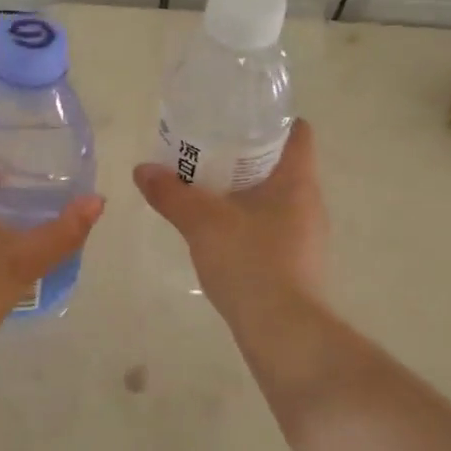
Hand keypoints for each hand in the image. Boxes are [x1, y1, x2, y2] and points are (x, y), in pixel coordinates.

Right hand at [132, 119, 326, 329]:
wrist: (283, 332)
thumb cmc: (250, 263)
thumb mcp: (202, 223)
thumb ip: (171, 194)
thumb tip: (142, 169)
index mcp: (297, 181)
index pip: (297, 132)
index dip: (270, 119)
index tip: (236, 117)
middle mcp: (309, 203)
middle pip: (282, 163)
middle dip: (246, 154)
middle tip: (208, 149)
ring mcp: (307, 236)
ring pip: (276, 197)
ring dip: (246, 190)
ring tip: (207, 188)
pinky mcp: (298, 263)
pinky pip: (273, 227)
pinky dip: (248, 220)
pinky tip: (220, 231)